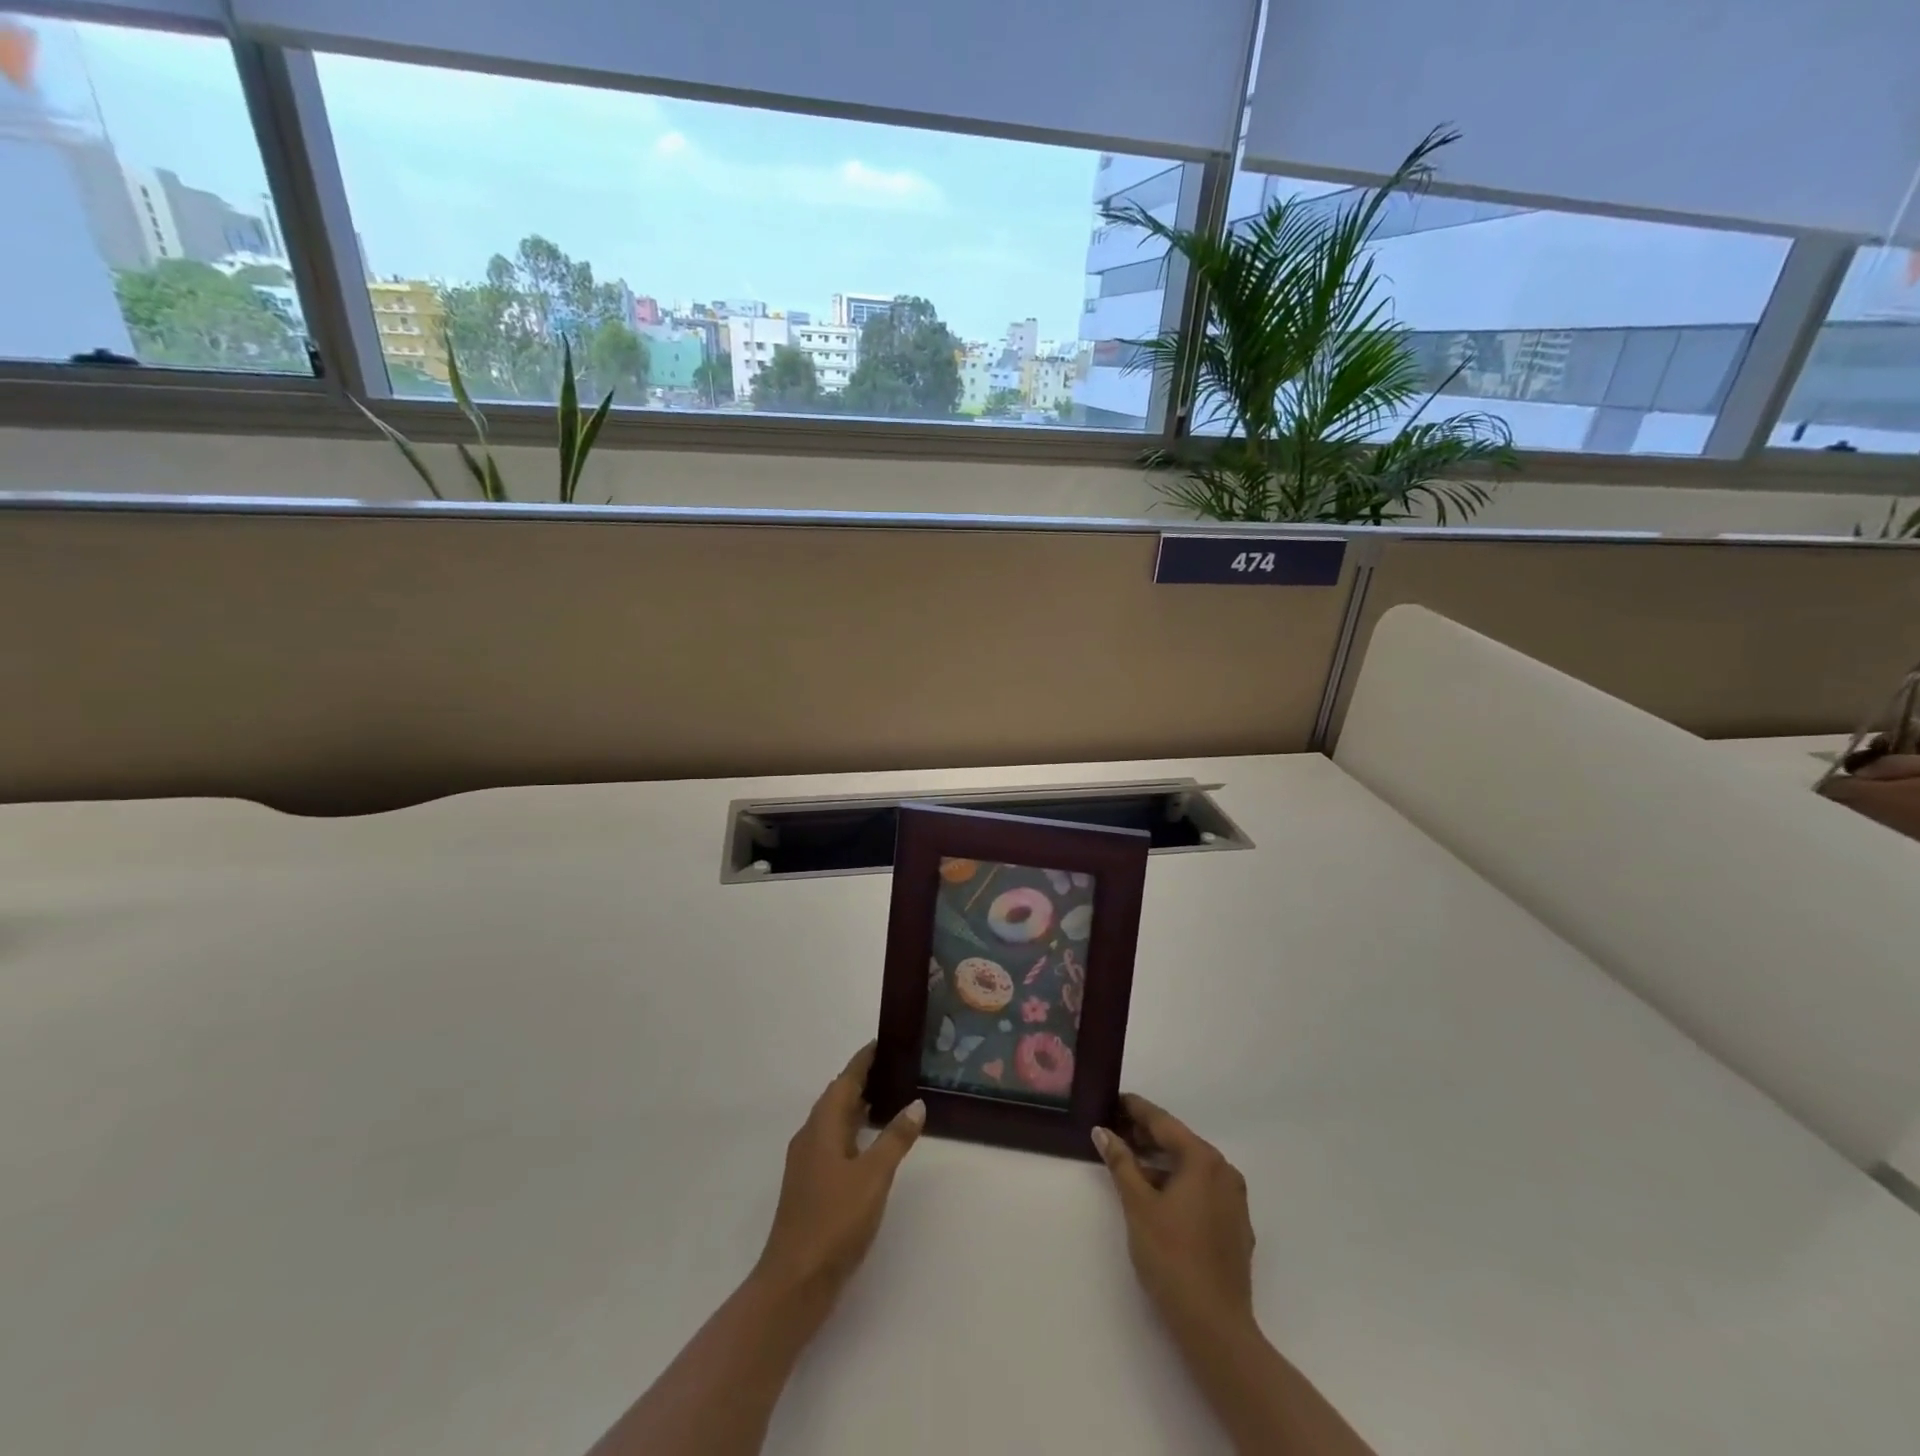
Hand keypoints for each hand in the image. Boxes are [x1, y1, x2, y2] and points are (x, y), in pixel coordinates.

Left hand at [753, 1042, 924, 1309]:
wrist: (795, 1282)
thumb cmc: (835, 1221)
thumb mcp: (874, 1177)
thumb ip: (895, 1139)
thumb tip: (915, 1103)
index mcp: (823, 1126)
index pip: (845, 1080)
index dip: (864, 1060)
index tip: (883, 1042)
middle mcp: (811, 1136)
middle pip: (837, 1097)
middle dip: (862, 1079)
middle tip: (894, 1066)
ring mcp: (808, 1162)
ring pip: (835, 1121)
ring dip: (857, 1105)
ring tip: (888, 1097)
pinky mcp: (810, 1185)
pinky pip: (834, 1141)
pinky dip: (853, 1130)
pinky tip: (870, 1142)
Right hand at [1093, 1093, 1254, 1338]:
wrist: (1215, 1327)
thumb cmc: (1171, 1256)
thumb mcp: (1138, 1205)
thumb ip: (1121, 1162)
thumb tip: (1103, 1131)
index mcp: (1203, 1159)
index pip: (1163, 1122)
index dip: (1136, 1109)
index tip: (1114, 1099)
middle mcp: (1224, 1172)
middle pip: (1179, 1143)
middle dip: (1147, 1136)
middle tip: (1115, 1130)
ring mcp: (1234, 1201)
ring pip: (1191, 1168)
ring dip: (1161, 1162)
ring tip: (1130, 1163)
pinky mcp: (1235, 1227)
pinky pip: (1202, 1191)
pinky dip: (1178, 1184)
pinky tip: (1157, 1196)